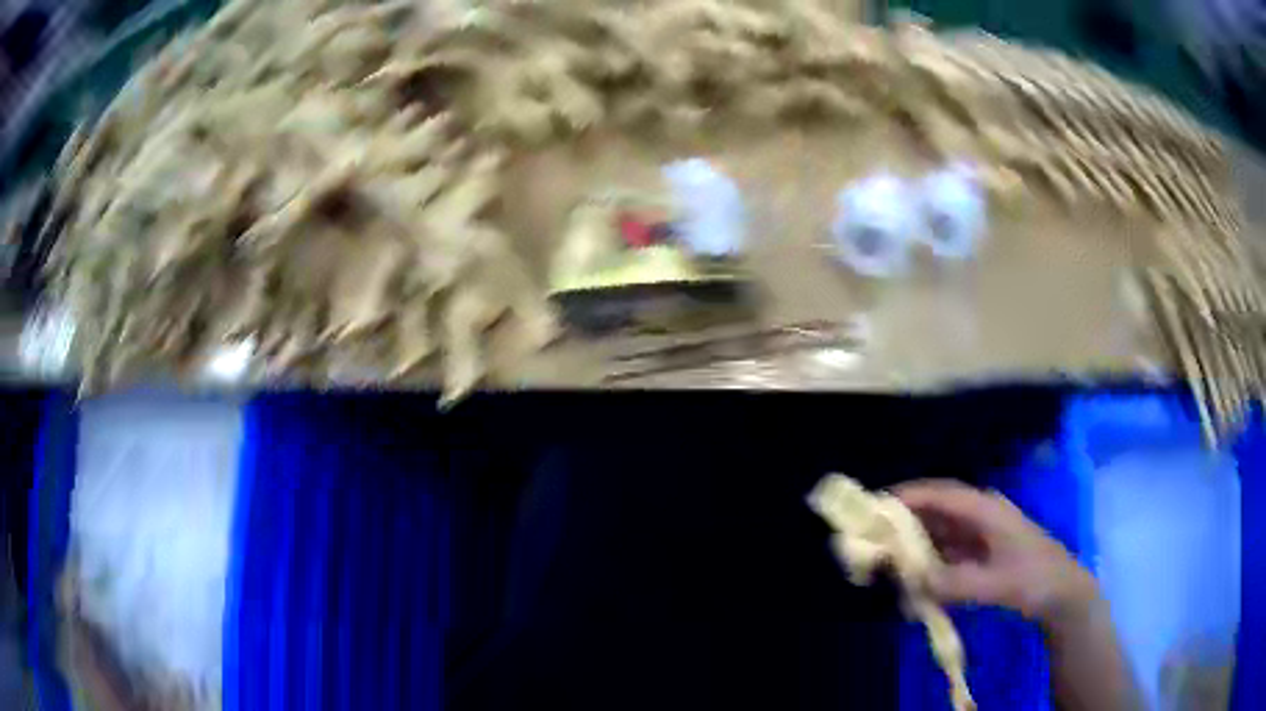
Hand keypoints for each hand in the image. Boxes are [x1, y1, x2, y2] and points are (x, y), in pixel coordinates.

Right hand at [894, 479, 1097, 626]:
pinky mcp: (980, 555)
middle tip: (872, 540)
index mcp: (986, 510)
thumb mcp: (996, 585)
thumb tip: (912, 583)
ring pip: (938, 534)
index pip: (941, 495)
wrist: (1062, 593)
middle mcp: (980, 516)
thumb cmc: (1034, 579)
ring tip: (886, 564)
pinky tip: (914, 584)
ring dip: (914, 547)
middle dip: (903, 523)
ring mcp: (980, 535)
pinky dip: (928, 565)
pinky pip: (946, 554)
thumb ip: (955, 584)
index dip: (908, 497)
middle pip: (935, 511)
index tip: (874, 506)